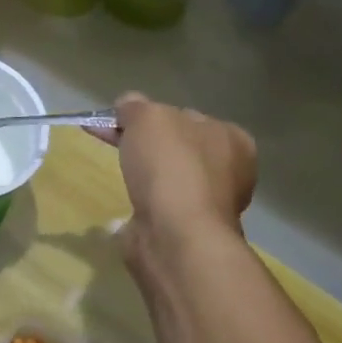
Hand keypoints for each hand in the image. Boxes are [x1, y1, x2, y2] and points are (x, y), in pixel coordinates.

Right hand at [89, 92, 257, 284]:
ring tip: (119, 172)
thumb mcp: (146, 117)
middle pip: (177, 146)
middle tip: (111, 140)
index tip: (121, 120)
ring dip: (146, 174)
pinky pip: (161, 204)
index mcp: (231, 138)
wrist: (175, 236)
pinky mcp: (190, 230)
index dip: (152, 114)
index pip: (186, 115)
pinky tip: (128, 200)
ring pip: (169, 176)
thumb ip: (135, 106)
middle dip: (145, 143)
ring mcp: (211, 204)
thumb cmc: (170, 166)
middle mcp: (229, 170)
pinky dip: (144, 201)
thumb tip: (126, 107)